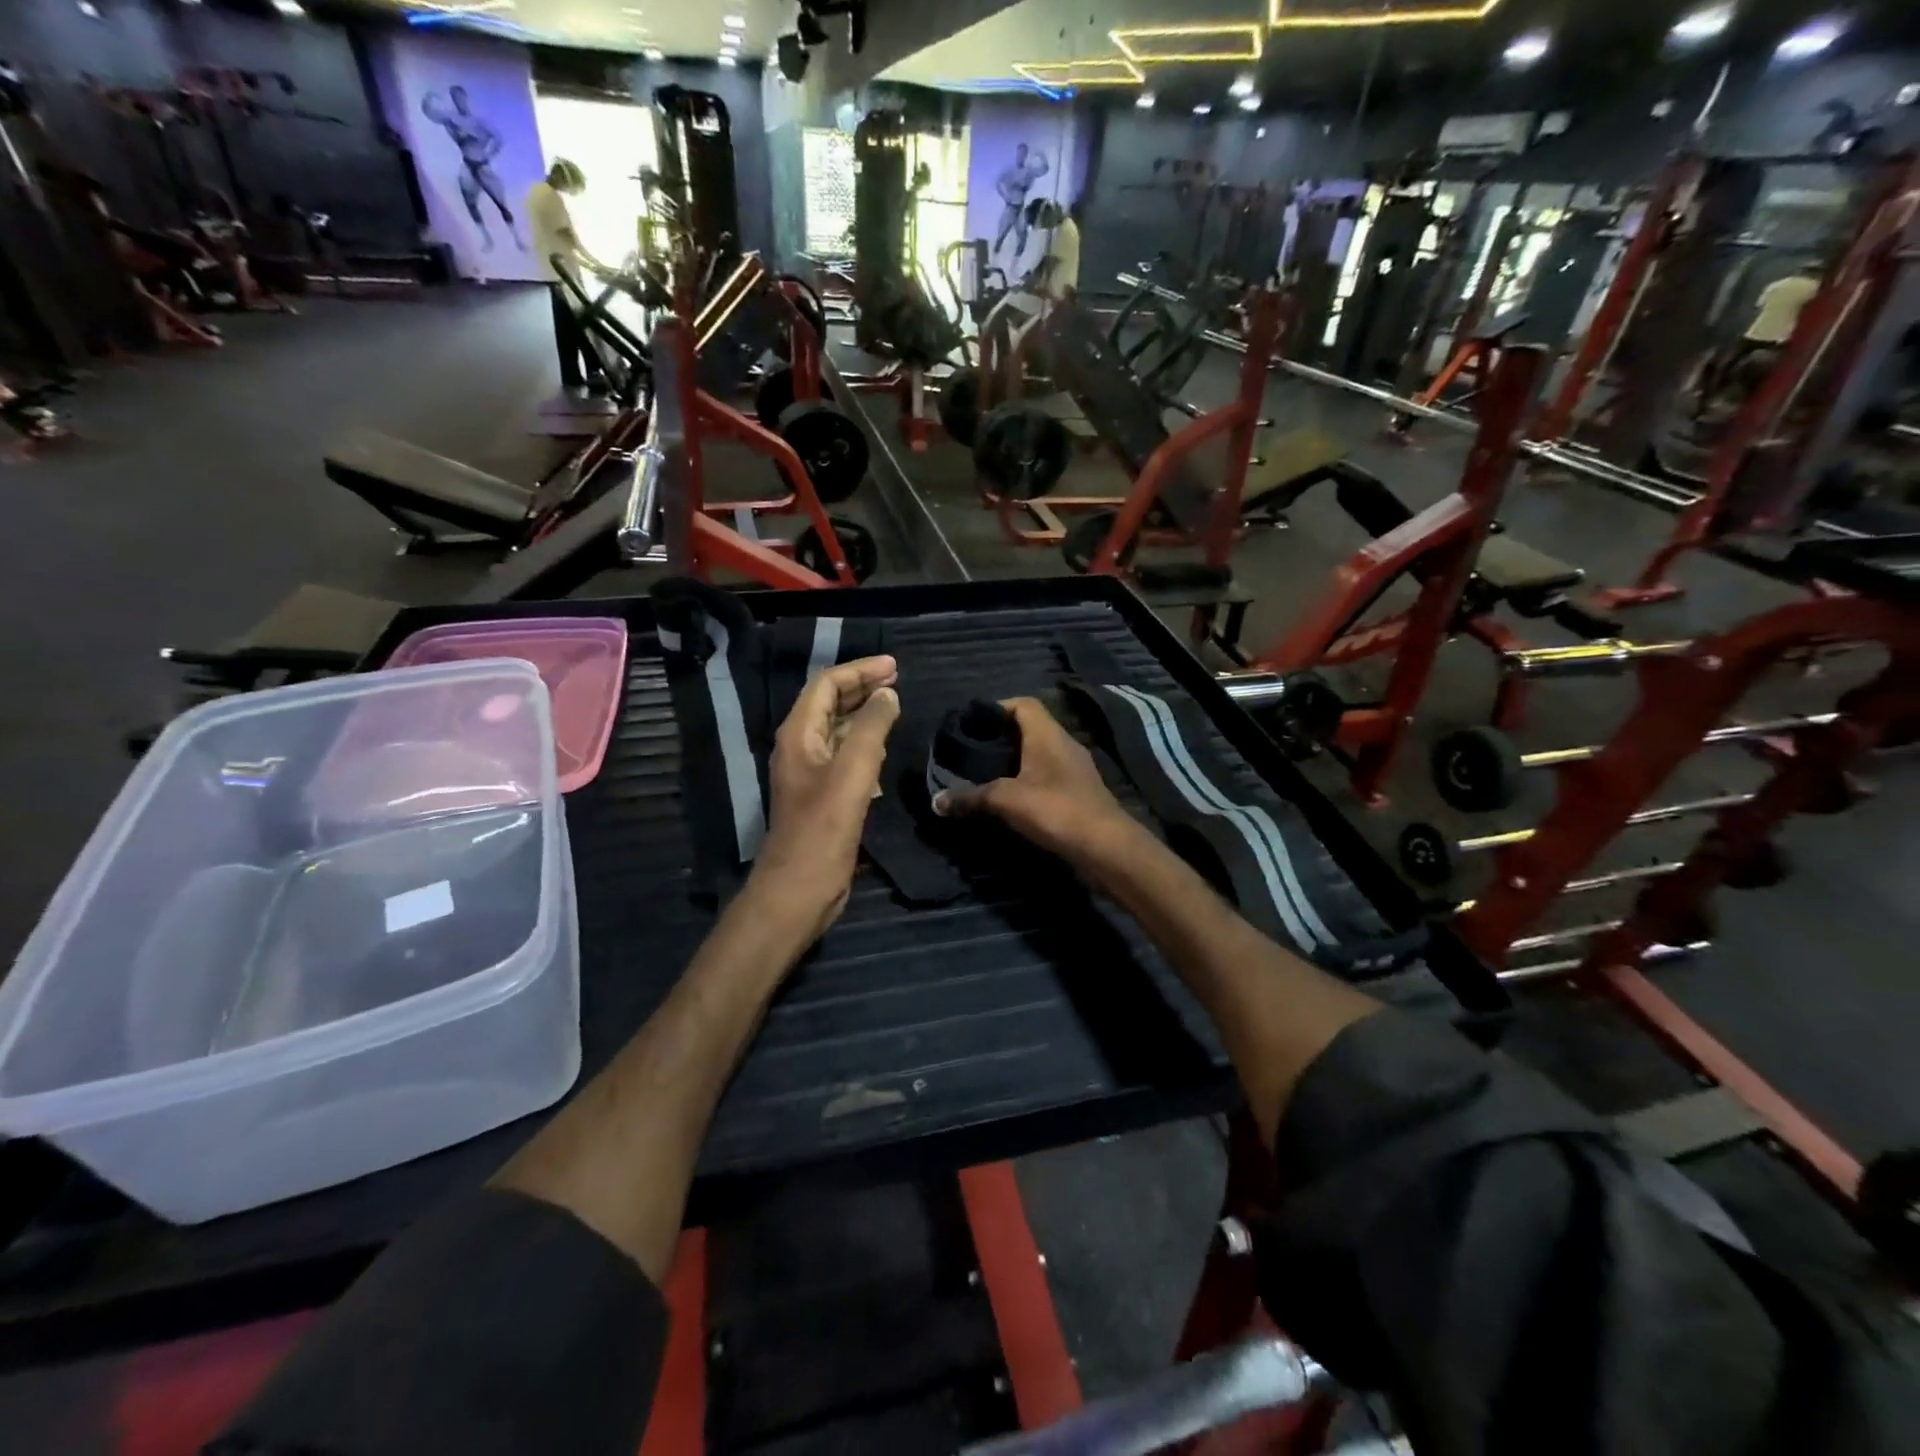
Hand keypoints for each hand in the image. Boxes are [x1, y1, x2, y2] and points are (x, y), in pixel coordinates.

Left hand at [748, 655, 899, 940]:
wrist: (799, 888)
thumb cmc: (823, 829)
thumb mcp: (851, 772)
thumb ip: (871, 728)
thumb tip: (888, 694)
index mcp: (798, 734)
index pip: (826, 685)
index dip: (859, 670)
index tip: (895, 666)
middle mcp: (800, 747)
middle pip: (830, 702)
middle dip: (862, 686)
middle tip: (898, 678)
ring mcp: (811, 772)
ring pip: (837, 728)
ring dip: (864, 712)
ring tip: (895, 703)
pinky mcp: (823, 794)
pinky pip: (844, 754)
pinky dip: (864, 741)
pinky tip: (884, 744)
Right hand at [932, 697, 1146, 873]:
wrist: (1106, 847)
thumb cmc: (1056, 810)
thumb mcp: (1006, 801)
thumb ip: (970, 798)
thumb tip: (935, 802)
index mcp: (1048, 734)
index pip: (1024, 704)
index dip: (998, 707)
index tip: (972, 723)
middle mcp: (1064, 745)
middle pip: (1030, 728)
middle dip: (1001, 737)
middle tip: (972, 751)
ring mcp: (1074, 770)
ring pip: (1040, 755)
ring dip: (1015, 761)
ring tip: (986, 774)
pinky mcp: (1079, 793)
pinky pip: (1048, 777)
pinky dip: (1028, 781)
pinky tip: (1011, 799)